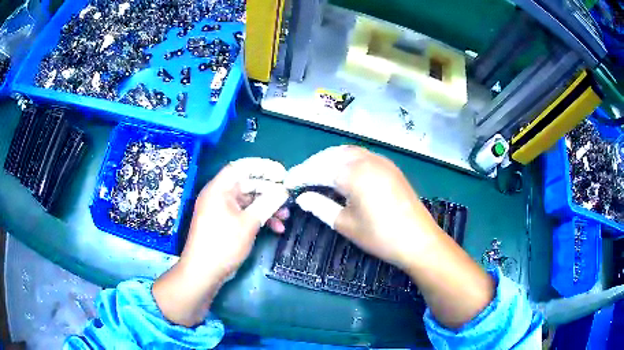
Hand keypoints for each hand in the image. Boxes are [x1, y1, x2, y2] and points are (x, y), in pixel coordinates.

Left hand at [154, 158, 288, 326]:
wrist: (203, 272)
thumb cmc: (223, 244)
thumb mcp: (248, 223)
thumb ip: (267, 204)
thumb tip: (283, 191)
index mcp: (219, 188)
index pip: (241, 167)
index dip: (263, 167)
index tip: (282, 174)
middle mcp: (219, 195)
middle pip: (246, 184)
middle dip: (269, 191)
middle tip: (287, 197)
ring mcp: (221, 210)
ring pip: (248, 201)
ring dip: (266, 207)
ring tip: (285, 217)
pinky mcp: (224, 223)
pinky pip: (243, 214)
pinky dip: (259, 218)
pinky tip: (275, 228)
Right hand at [286, 146, 493, 328]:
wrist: (419, 240)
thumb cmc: (380, 236)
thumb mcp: (345, 224)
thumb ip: (320, 206)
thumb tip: (302, 198)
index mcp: (352, 173)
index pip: (318, 170)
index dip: (301, 175)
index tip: (287, 183)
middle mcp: (366, 159)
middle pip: (331, 156)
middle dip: (313, 165)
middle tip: (301, 178)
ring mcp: (380, 161)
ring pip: (347, 152)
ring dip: (329, 160)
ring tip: (317, 174)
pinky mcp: (389, 166)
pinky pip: (361, 156)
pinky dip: (346, 161)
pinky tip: (342, 173)